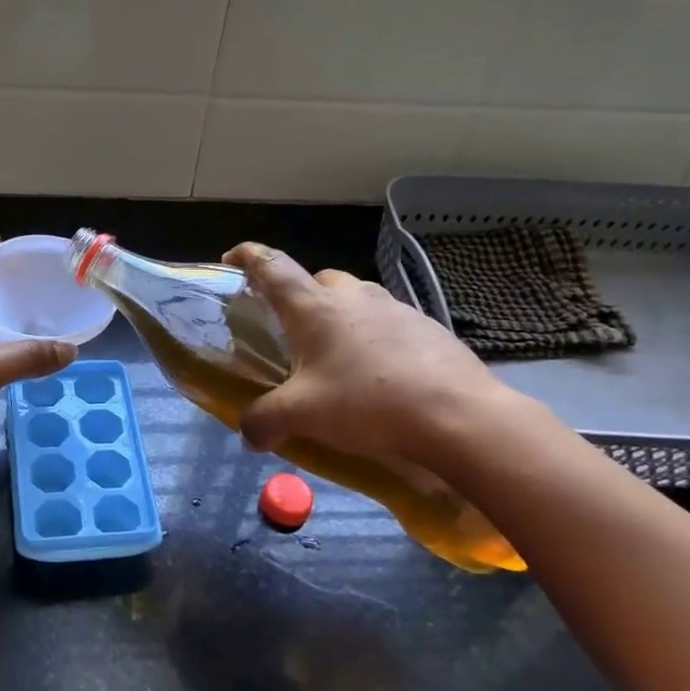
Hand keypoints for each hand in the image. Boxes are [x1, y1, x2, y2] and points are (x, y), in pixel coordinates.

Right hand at [221, 243, 521, 480]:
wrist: (456, 414)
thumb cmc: (366, 403)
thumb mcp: (301, 416)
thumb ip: (264, 421)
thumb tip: (248, 434)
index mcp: (314, 308)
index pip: (272, 267)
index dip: (249, 257)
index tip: (233, 257)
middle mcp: (353, 297)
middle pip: (318, 280)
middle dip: (301, 296)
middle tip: (293, 330)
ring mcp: (395, 309)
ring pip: (357, 299)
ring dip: (341, 317)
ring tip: (337, 356)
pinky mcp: (427, 328)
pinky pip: (389, 323)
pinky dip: (375, 338)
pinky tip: (379, 373)